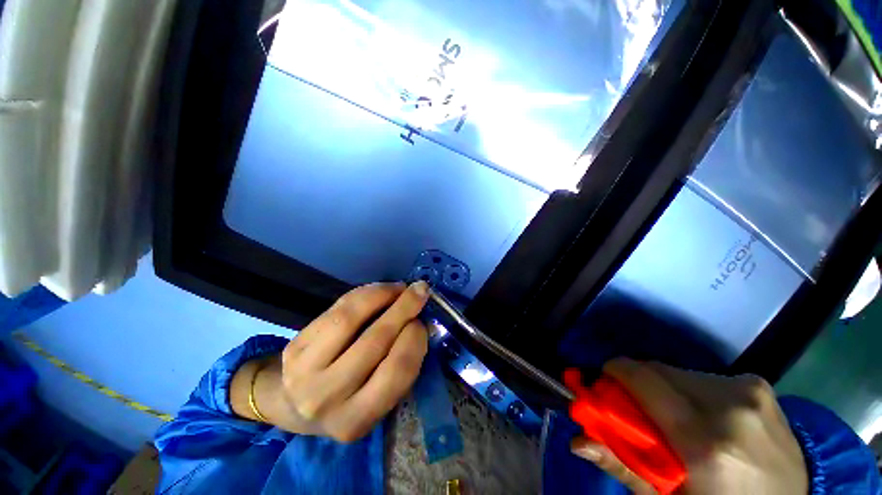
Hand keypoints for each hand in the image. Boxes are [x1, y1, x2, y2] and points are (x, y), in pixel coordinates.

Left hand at [232, 282, 429, 441]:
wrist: (295, 404)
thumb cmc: (349, 399)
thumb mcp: (377, 397)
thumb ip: (399, 364)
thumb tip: (420, 320)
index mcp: (357, 420)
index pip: (396, 372)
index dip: (415, 340)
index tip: (422, 322)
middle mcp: (327, 399)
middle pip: (375, 341)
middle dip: (403, 309)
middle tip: (420, 291)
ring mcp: (304, 371)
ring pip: (350, 319)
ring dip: (382, 295)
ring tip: (398, 288)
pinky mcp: (294, 347)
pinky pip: (335, 310)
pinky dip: (363, 294)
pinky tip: (378, 291)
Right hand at [571, 358, 808, 493]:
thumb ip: (624, 466)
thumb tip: (577, 440)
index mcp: (706, 443)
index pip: (641, 379)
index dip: (614, 372)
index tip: (604, 383)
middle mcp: (728, 406)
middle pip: (657, 370)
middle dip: (638, 384)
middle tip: (637, 410)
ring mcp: (749, 390)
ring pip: (679, 372)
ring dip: (665, 389)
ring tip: (675, 418)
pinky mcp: (759, 383)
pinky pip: (703, 376)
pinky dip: (692, 390)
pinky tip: (705, 415)